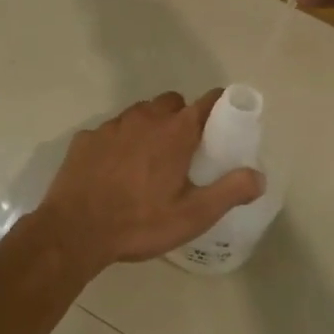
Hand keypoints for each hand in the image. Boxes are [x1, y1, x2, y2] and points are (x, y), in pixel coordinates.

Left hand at [34, 91, 264, 270]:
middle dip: (183, 117)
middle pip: (171, 103)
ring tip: (151, 160)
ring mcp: (111, 126)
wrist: (74, 231)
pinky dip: (120, 142)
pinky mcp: (86, 139)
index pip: (207, 101)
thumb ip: (230, 191)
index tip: (225, 123)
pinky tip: (116, 170)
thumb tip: (258, 176)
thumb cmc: (139, 223)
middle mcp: (144, 119)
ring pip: (140, 114)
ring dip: (151, 127)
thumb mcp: (193, 215)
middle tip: (186, 150)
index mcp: (175, 132)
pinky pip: (111, 131)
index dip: (220, 107)